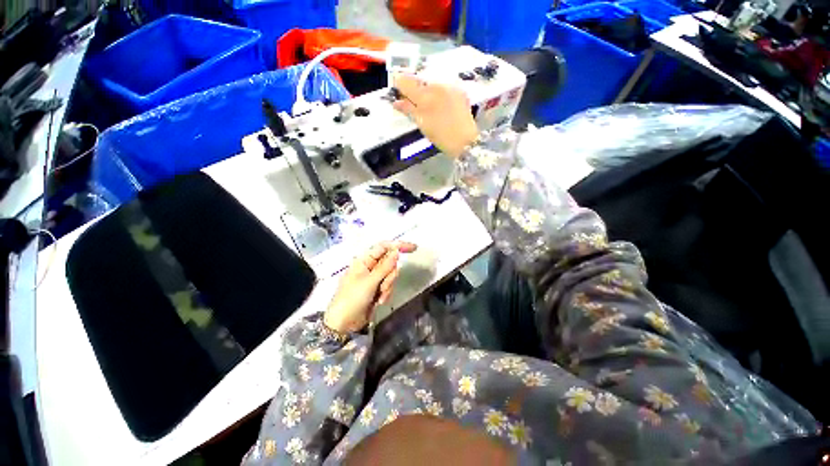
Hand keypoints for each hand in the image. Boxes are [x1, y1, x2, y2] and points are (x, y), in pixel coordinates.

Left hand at [324, 241, 417, 333]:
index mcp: (364, 260)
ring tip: (378, 297)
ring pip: (391, 275)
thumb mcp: (369, 282)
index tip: (413, 248)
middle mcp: (370, 267)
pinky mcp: (377, 289)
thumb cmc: (352, 299)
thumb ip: (385, 266)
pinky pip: (389, 285)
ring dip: (387, 286)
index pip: (384, 247)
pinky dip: (386, 293)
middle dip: (390, 275)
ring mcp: (374, 278)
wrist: (345, 324)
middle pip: (390, 262)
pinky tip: (378, 301)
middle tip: (383, 286)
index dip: (398, 245)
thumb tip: (396, 250)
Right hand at [393, 74, 479, 158]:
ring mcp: (449, 85)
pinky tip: (440, 103)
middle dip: (413, 87)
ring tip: (428, 104)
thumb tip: (396, 101)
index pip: (405, 81)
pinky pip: (443, 84)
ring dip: (426, 89)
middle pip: (419, 79)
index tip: (398, 92)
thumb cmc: (440, 136)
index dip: (399, 85)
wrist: (465, 140)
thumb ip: (408, 109)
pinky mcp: (459, 89)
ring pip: (431, 80)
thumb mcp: (422, 124)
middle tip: (412, 101)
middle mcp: (437, 85)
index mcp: (425, 95)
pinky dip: (438, 91)